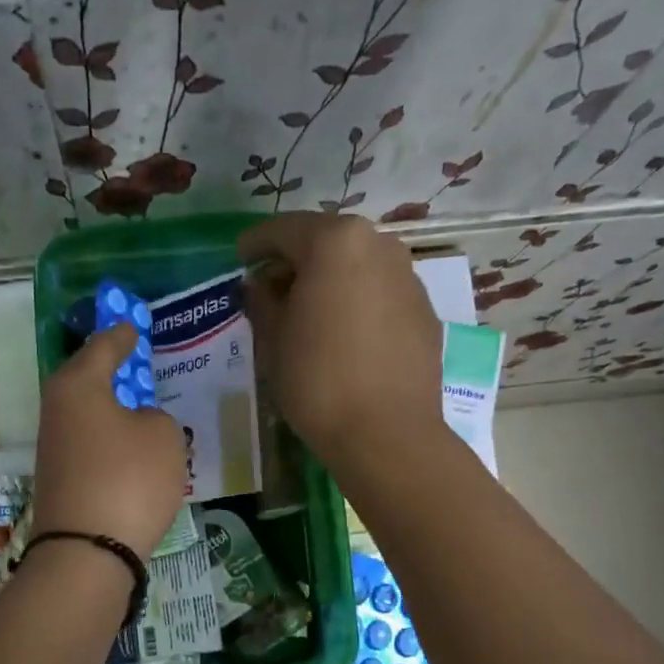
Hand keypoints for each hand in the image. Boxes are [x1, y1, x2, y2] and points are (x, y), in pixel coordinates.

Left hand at [30, 323, 186, 556]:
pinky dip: (109, 443)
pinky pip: (90, 448)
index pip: (104, 346)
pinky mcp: (59, 482)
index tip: (133, 325)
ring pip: (88, 417)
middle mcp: (57, 411)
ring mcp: (54, 449)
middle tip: (137, 363)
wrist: (87, 552)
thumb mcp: (162, 437)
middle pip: (87, 381)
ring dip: (112, 411)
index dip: (123, 334)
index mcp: (78, 384)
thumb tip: (137, 424)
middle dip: (112, 371)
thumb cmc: (128, 479)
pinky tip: (130, 451)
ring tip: (141, 410)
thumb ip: (155, 417)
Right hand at [239, 213, 443, 478]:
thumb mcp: (273, 341)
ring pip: (357, 267)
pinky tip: (344, 336)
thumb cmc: (317, 380)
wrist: (386, 433)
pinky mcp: (424, 311)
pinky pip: (380, 294)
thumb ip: (262, 301)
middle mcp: (378, 245)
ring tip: (309, 314)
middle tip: (271, 290)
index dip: (255, 244)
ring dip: (330, 282)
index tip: (239, 259)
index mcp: (335, 242)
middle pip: (325, 243)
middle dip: (296, 261)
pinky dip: (357, 303)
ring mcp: (408, 276)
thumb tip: (260, 285)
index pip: (283, 230)